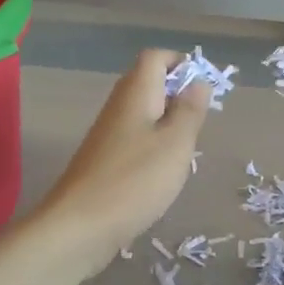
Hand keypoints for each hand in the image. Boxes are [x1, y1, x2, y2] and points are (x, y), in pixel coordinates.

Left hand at [36, 50, 211, 271]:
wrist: (79, 227)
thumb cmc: (134, 181)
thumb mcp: (175, 144)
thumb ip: (190, 110)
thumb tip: (199, 82)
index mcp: (135, 93)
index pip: (155, 57)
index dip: (181, 63)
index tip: (204, 89)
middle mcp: (117, 106)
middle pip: (148, 83)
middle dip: (178, 95)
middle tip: (200, 123)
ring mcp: (107, 134)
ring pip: (143, 113)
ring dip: (168, 123)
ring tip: (186, 150)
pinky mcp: (104, 160)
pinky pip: (135, 139)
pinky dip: (154, 146)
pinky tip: (163, 172)